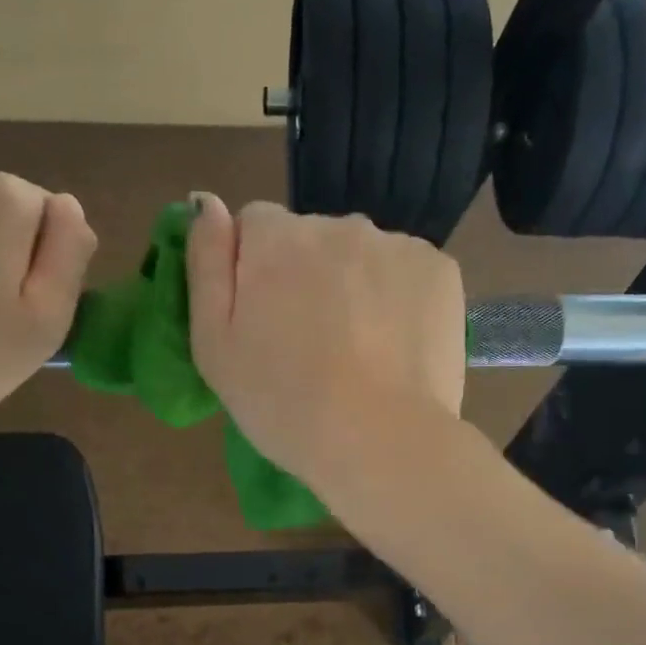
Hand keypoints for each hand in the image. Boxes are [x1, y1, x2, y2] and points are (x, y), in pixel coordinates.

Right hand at [186, 197, 464, 490]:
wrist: (381, 442)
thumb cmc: (284, 404)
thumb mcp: (215, 347)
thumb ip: (205, 265)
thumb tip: (206, 202)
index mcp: (276, 238)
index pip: (254, 226)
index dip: (254, 273)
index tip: (265, 324)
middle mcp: (338, 224)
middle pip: (311, 239)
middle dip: (306, 277)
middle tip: (312, 348)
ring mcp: (395, 244)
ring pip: (362, 256)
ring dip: (355, 286)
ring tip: (359, 353)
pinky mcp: (440, 270)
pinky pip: (405, 272)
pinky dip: (398, 299)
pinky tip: (395, 347)